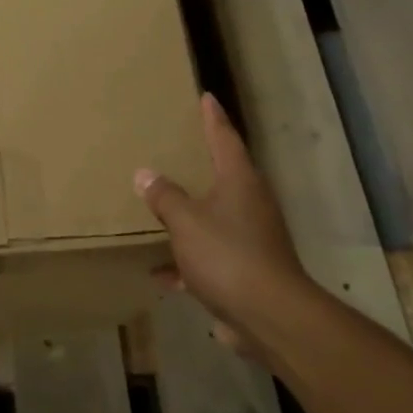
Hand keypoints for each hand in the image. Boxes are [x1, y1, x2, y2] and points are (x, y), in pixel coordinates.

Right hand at [135, 93, 309, 343]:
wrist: (268, 315)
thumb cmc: (227, 255)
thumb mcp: (186, 221)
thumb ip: (164, 196)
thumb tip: (145, 174)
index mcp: (239, 182)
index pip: (224, 139)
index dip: (213, 118)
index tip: (206, 97)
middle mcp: (250, 204)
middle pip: (224, 176)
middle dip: (202, 165)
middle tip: (179, 147)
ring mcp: (250, 238)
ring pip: (214, 218)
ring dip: (190, 216)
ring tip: (163, 207)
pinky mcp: (244, 270)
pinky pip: (208, 256)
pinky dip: (186, 261)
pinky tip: (159, 272)